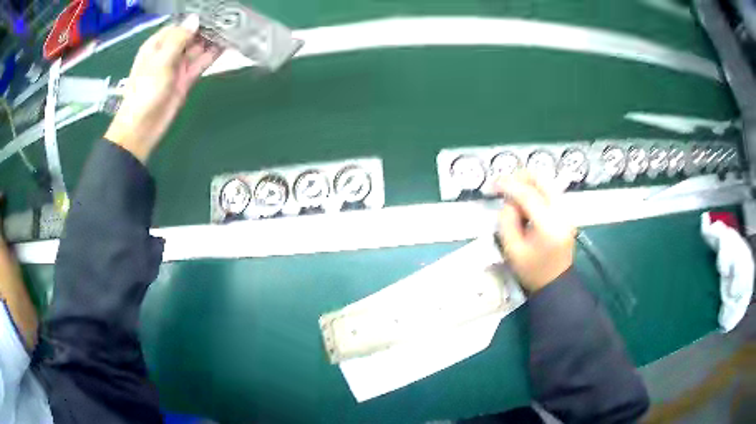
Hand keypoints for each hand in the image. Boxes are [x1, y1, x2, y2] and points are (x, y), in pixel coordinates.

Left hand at [105, 15, 221, 162]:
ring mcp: (178, 66)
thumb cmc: (145, 92)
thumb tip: (195, 19)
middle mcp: (168, 52)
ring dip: (213, 40)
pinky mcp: (186, 79)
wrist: (142, 128)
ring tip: (234, 28)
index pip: (180, 25)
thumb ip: (178, 39)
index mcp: (157, 44)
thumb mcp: (159, 62)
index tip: (216, 12)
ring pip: (198, 47)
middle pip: (191, 35)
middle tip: (231, 19)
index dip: (196, 19)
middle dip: (208, 27)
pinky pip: (201, 62)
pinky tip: (227, 45)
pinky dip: (213, 54)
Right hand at [495, 172, 575, 292]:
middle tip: (503, 186)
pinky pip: (550, 192)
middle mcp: (562, 213)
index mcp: (549, 226)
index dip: (509, 185)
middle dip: (520, 177)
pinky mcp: (567, 213)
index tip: (492, 185)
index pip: (528, 195)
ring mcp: (567, 212)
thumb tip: (509, 201)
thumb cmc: (532, 272)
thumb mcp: (512, 250)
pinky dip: (535, 191)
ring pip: (547, 184)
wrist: (555, 284)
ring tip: (513, 196)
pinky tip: (525, 203)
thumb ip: (507, 221)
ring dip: (528, 184)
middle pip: (542, 181)